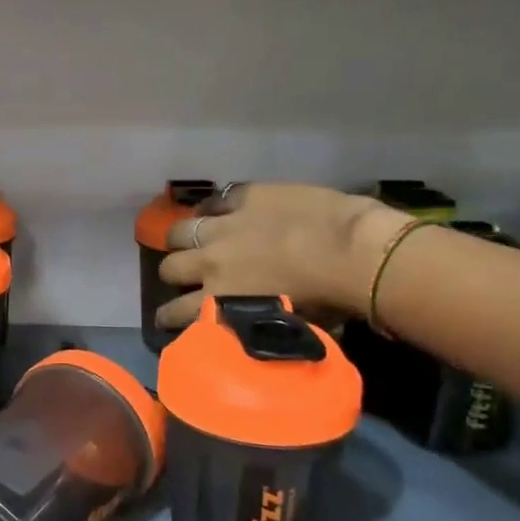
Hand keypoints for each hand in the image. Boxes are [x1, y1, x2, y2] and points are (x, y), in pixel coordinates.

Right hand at [156, 183, 408, 329]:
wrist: (353, 252)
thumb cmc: (328, 299)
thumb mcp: (282, 323)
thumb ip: (251, 320)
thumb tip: (247, 323)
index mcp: (220, 300)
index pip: (176, 312)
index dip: (167, 316)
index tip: (166, 319)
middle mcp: (210, 263)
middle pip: (171, 268)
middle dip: (174, 274)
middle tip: (184, 276)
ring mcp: (224, 226)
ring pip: (180, 231)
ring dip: (183, 239)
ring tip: (190, 240)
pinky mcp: (244, 197)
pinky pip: (215, 200)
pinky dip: (213, 208)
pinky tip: (218, 211)